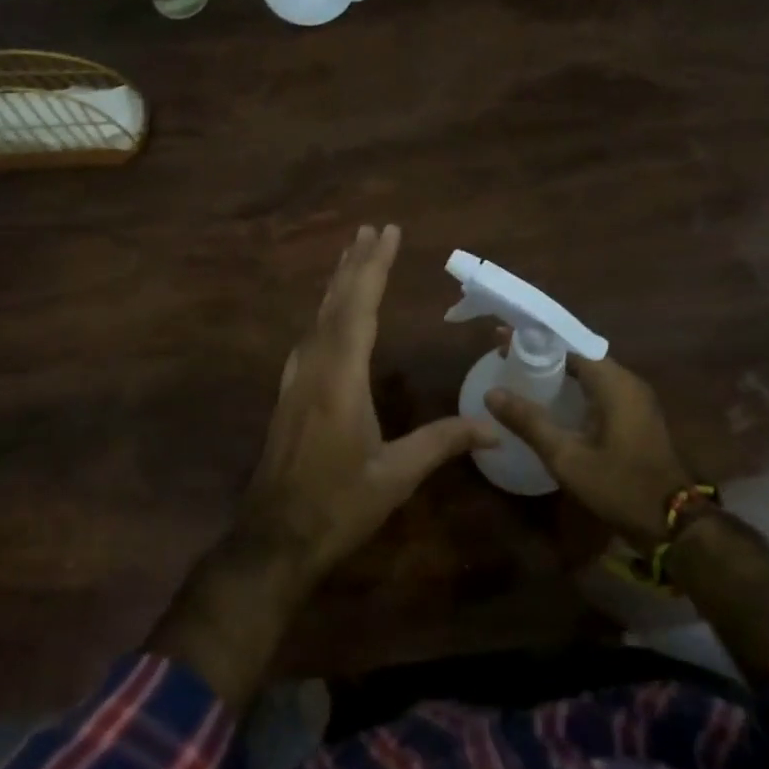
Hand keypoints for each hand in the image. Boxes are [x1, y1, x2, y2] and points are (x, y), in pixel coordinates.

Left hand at [239, 224, 497, 583]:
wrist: (275, 538)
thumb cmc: (338, 506)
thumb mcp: (396, 475)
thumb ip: (443, 442)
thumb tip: (493, 428)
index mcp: (340, 379)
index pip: (359, 308)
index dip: (374, 268)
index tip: (387, 232)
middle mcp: (314, 368)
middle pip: (335, 304)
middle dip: (355, 264)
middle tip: (370, 229)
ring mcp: (296, 380)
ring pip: (318, 319)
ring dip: (337, 285)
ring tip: (352, 257)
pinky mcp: (289, 395)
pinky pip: (310, 338)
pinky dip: (326, 314)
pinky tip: (329, 316)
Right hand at [484, 353, 692, 547]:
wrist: (672, 522)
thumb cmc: (618, 485)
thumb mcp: (566, 457)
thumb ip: (530, 422)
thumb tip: (492, 393)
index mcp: (614, 382)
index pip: (568, 345)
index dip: (533, 341)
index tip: (501, 340)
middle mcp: (628, 382)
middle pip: (578, 356)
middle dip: (541, 355)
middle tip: (506, 357)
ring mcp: (636, 399)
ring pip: (590, 373)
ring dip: (558, 372)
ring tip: (522, 376)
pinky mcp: (637, 416)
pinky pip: (600, 389)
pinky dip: (574, 389)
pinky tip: (552, 403)